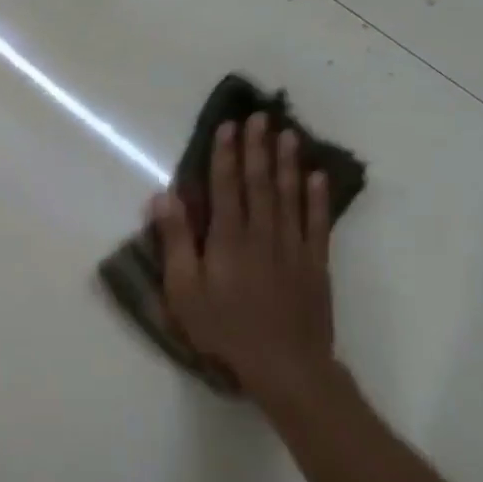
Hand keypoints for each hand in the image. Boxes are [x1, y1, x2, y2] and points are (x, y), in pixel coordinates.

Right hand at [151, 113, 336, 397]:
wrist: (285, 365)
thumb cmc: (224, 329)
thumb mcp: (184, 290)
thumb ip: (176, 241)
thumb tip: (165, 197)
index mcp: (228, 238)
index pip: (226, 186)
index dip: (226, 154)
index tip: (229, 126)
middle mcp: (263, 233)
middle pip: (260, 182)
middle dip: (258, 147)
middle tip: (261, 116)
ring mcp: (293, 246)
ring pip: (290, 195)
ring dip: (288, 162)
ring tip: (289, 133)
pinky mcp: (315, 263)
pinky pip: (317, 221)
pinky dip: (318, 197)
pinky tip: (317, 176)